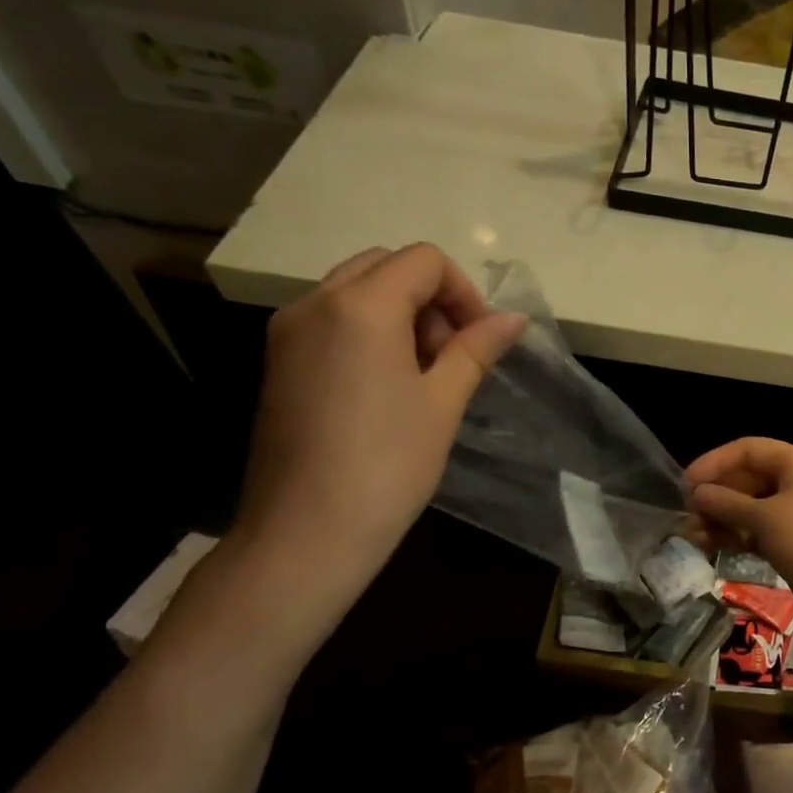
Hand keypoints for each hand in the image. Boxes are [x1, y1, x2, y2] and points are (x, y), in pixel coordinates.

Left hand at [233, 244, 524, 620]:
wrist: (306, 531)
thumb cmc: (388, 464)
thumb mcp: (443, 402)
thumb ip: (476, 349)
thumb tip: (514, 318)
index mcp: (361, 307)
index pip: (423, 261)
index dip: (463, 292)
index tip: (480, 340)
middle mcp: (316, 303)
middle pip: (384, 265)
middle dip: (429, 297)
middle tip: (451, 353)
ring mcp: (288, 330)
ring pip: (354, 289)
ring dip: (399, 311)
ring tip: (422, 373)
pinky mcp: (278, 360)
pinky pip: (330, 318)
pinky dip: (367, 330)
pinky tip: (386, 385)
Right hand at [685, 438, 792, 638]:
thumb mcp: (763, 517)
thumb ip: (726, 503)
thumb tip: (698, 493)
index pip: (749, 450)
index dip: (715, 462)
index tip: (686, 483)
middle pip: (750, 479)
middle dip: (717, 495)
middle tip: (688, 515)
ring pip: (753, 508)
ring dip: (723, 519)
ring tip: (694, 536)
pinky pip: (761, 532)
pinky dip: (738, 536)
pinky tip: (713, 547)